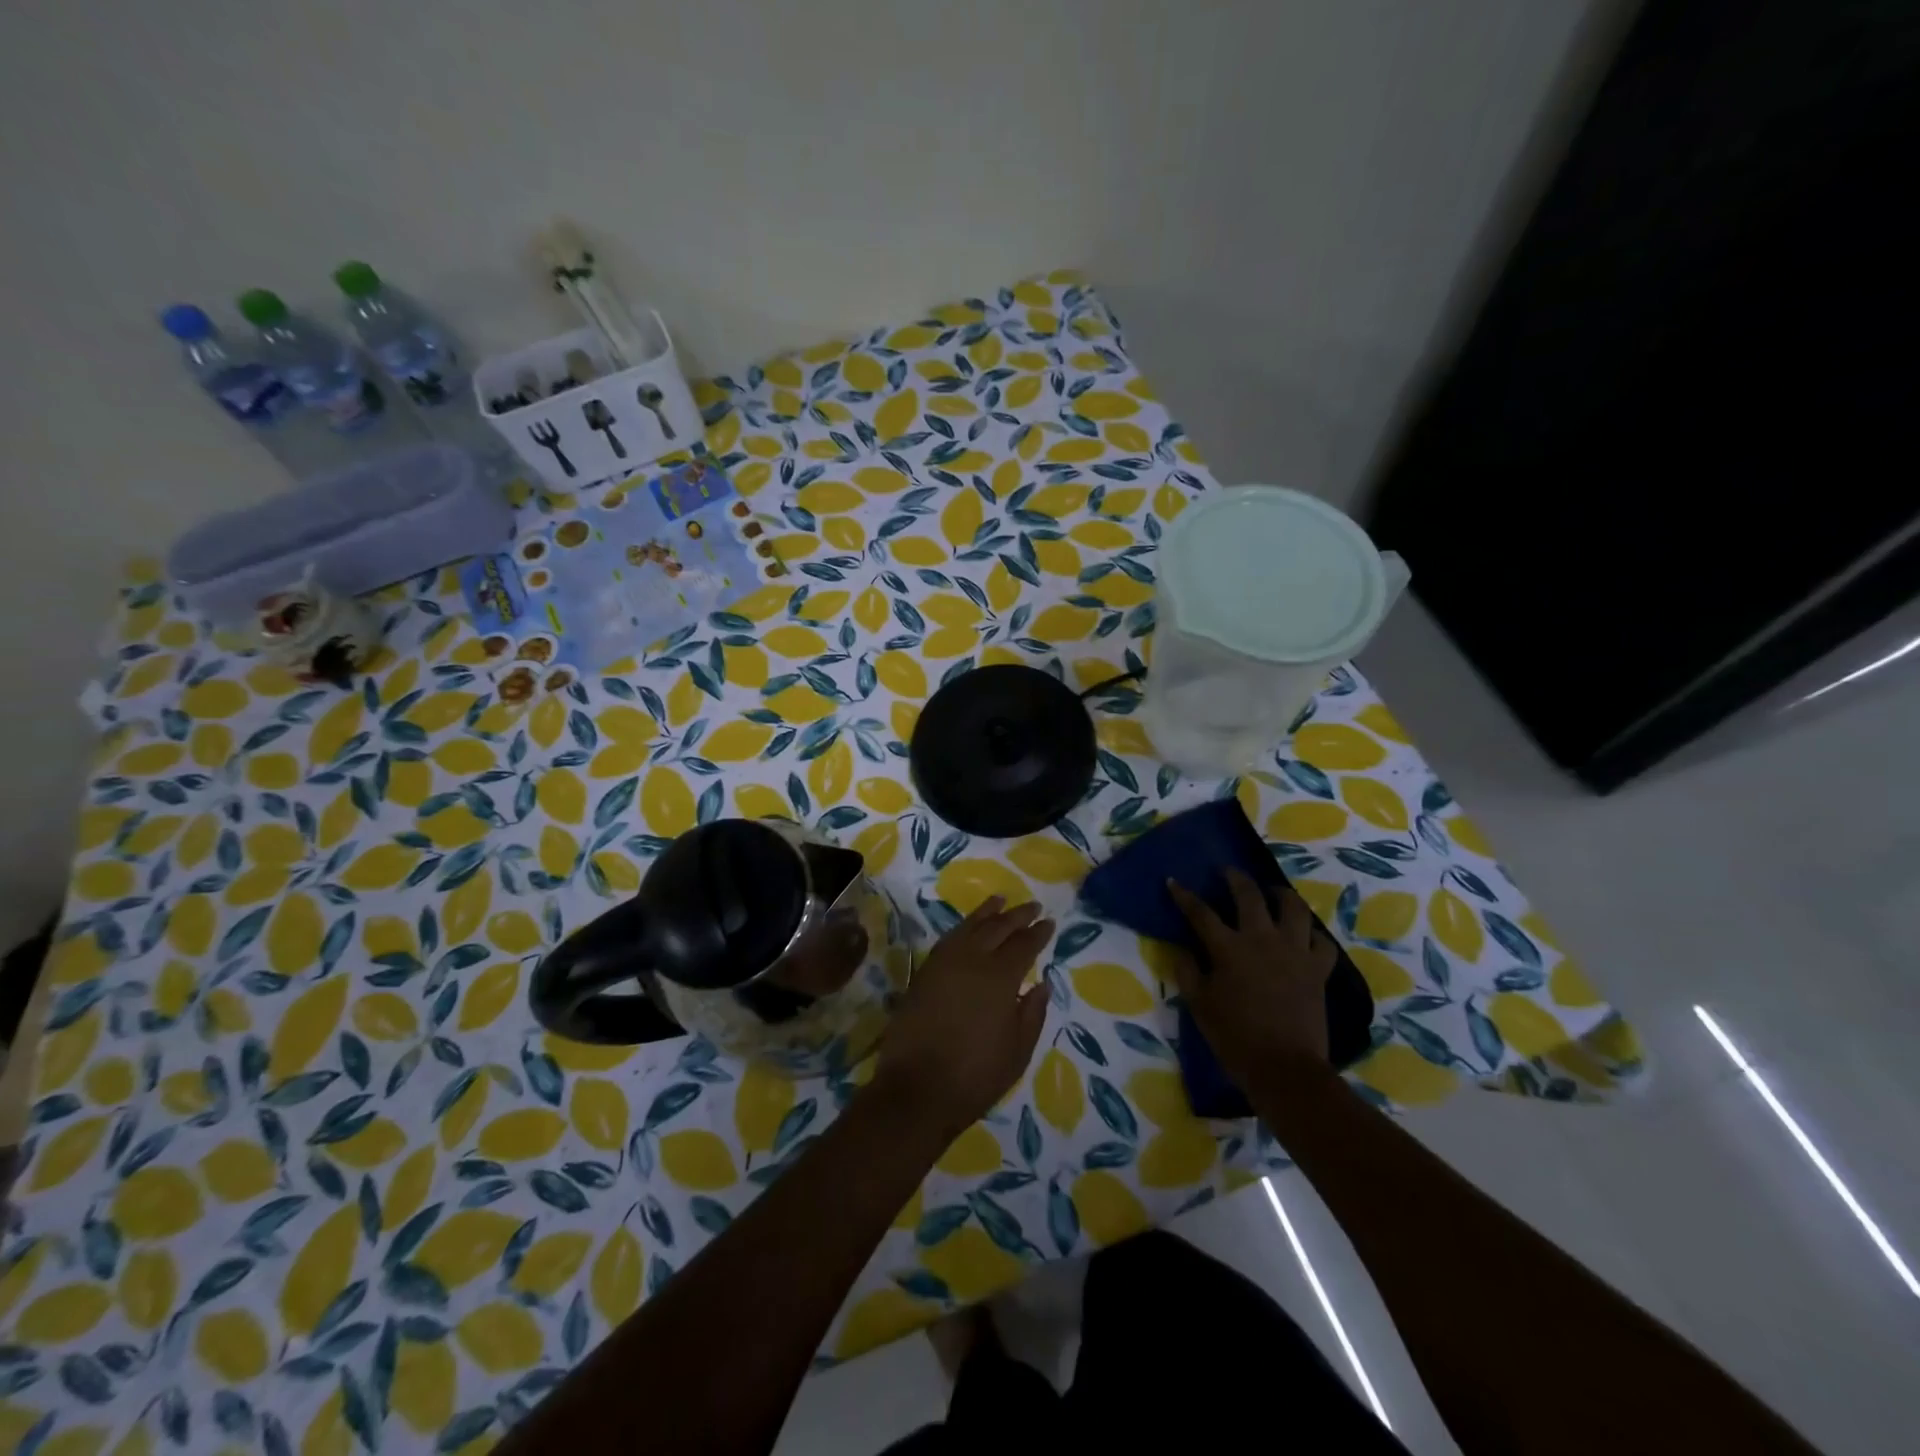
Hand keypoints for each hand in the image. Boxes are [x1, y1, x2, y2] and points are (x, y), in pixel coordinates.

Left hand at [871, 897, 1053, 1138]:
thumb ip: (1032, 1013)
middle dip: (1018, 915)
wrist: (917, 1089)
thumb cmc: (975, 1076)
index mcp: (1000, 978)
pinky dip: (963, 926)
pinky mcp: (924, 972)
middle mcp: (972, 960)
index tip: (1049, 922)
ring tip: (1001, 899)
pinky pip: (949, 938)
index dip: (1038, 933)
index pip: (1024, 946)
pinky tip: (969, 926)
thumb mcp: (1018, 1051)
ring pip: (970, 926)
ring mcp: (944, 963)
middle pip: (998, 928)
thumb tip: (1040, 983)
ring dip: (988, 912)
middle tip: (1033, 906)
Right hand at [1167, 871, 1337, 1090]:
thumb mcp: (1199, 1005)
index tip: (1173, 882)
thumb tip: (1182, 948)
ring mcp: (1295, 952)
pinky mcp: (1318, 969)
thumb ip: (1187, 971)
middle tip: (1229, 871)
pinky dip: (1313, 935)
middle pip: (1249, 896)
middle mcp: (1262, 939)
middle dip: (1236, 878)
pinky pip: (1321, 943)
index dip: (1184, 896)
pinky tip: (1305, 936)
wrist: (1284, 1068)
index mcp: (1229, 948)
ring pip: (1294, 908)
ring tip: (1273, 893)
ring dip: (1281, 895)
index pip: (1201, 912)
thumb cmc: (1234, 1037)